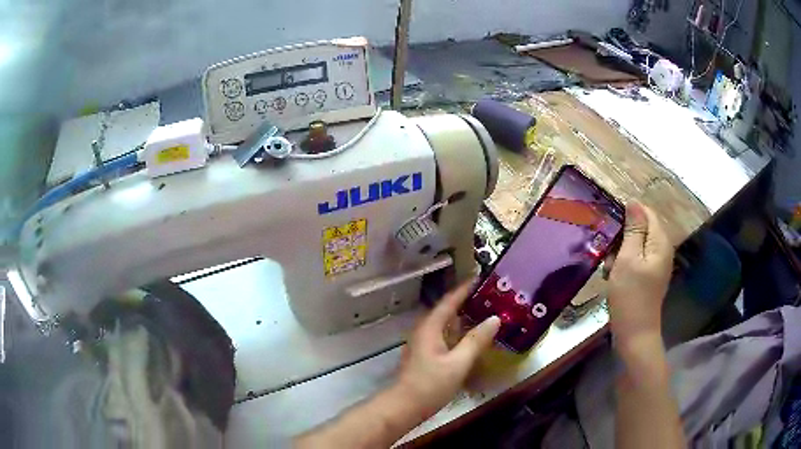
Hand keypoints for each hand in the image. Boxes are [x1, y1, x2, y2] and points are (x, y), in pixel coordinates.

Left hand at [394, 281, 500, 418]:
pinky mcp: (427, 355)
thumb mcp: (458, 363)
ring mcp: (424, 343)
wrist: (404, 406)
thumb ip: (476, 340)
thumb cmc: (430, 384)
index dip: (465, 288)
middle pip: (448, 310)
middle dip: (469, 302)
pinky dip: (461, 333)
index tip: (483, 277)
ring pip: (447, 325)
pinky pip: (446, 337)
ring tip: (488, 314)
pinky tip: (474, 339)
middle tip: (493, 297)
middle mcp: (425, 330)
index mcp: (430, 327)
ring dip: (465, 319)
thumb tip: (495, 318)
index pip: (449, 300)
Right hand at [607, 203, 673, 344]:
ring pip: (636, 244)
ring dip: (620, 251)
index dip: (628, 213)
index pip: (647, 212)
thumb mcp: (628, 259)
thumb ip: (633, 229)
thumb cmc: (630, 295)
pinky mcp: (649, 276)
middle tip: (608, 251)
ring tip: (609, 267)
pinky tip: (613, 275)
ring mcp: (656, 264)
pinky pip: (636, 259)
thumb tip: (634, 203)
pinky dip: (623, 263)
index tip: (610, 224)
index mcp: (660, 242)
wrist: (634, 334)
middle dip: (623, 235)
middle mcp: (661, 250)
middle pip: (642, 228)